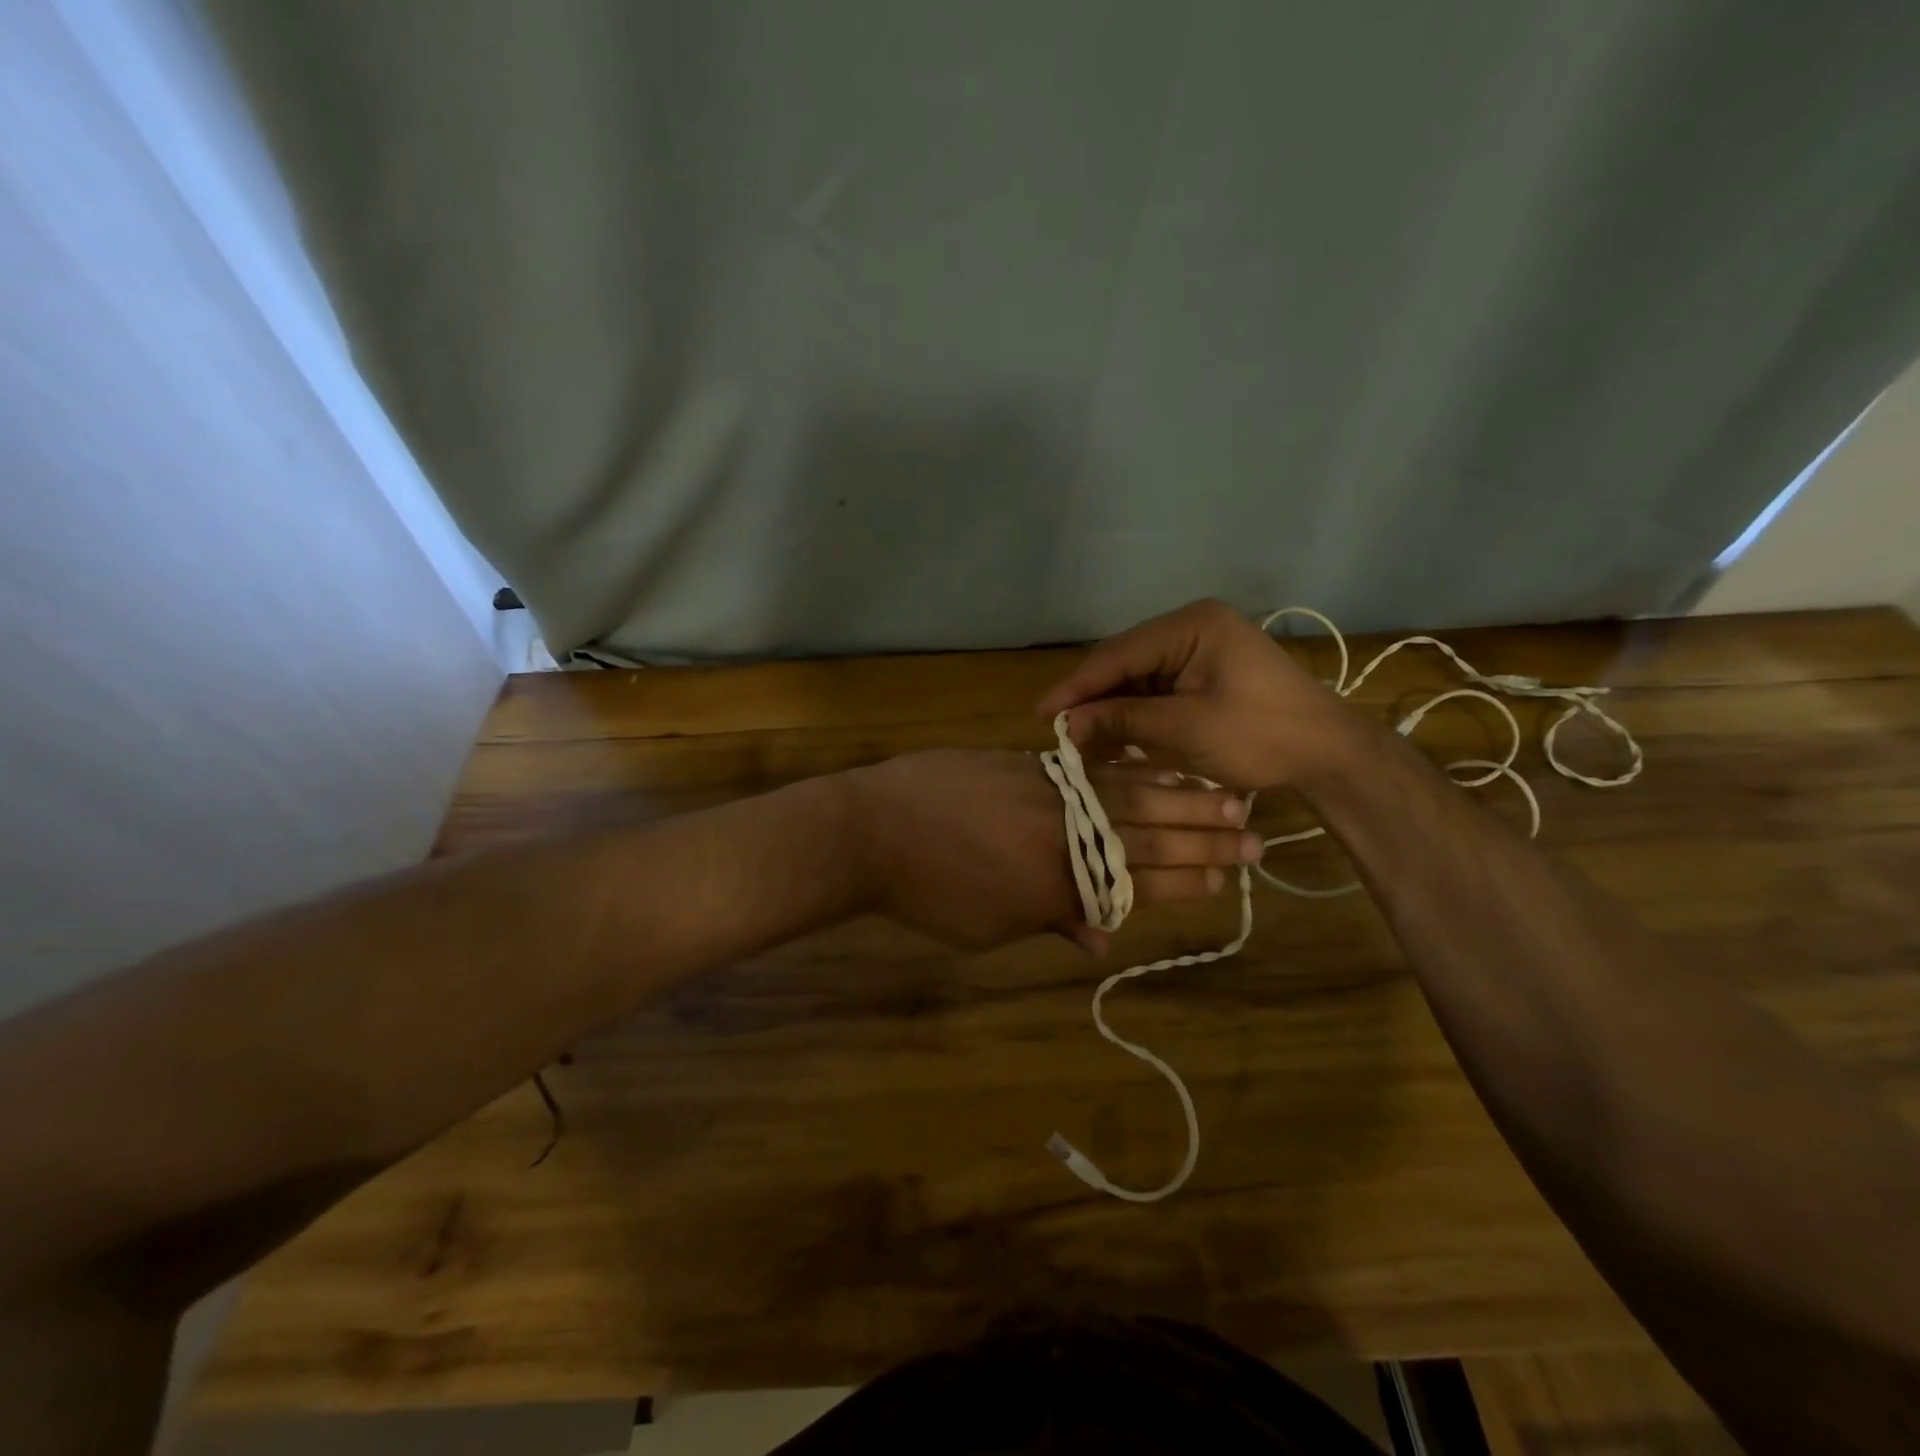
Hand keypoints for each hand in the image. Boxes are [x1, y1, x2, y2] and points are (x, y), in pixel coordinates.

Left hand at [845, 749, 1260, 953]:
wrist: (873, 828)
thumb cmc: (926, 893)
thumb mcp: (988, 927)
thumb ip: (1050, 923)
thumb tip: (1100, 940)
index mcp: (1057, 887)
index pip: (1136, 885)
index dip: (1183, 882)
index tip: (1226, 880)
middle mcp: (1064, 835)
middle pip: (1145, 836)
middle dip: (1203, 839)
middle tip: (1255, 836)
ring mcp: (1048, 793)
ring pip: (1127, 794)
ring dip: (1180, 796)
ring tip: (1227, 794)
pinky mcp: (1028, 763)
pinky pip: (1090, 767)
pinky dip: (1129, 768)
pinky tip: (1157, 763)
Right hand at [1036, 598, 1363, 791]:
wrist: (1328, 756)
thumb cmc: (1262, 736)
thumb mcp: (1185, 729)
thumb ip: (1122, 720)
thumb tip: (1066, 725)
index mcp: (1192, 625)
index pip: (1118, 653)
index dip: (1077, 686)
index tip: (1042, 713)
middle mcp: (1192, 627)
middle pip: (1125, 662)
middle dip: (1094, 698)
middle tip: (1059, 731)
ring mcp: (1201, 650)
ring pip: (1138, 678)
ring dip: (1113, 709)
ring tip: (1081, 740)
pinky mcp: (1206, 673)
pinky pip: (1158, 690)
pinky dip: (1137, 714)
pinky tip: (1115, 737)